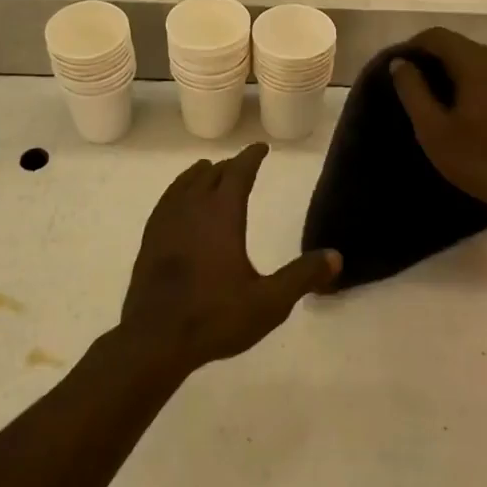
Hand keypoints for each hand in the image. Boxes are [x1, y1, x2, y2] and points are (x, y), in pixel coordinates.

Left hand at [119, 143, 339, 377]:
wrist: (155, 338)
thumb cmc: (215, 317)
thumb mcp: (269, 303)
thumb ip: (302, 277)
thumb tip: (335, 256)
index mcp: (221, 213)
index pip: (238, 172)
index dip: (251, 157)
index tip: (261, 148)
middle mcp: (192, 208)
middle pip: (211, 174)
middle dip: (228, 166)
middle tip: (241, 165)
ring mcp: (166, 221)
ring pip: (184, 184)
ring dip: (200, 175)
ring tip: (208, 172)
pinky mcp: (150, 238)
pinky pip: (166, 201)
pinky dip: (178, 191)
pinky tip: (178, 204)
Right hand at [389, 28, 486, 227]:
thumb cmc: (481, 162)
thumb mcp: (434, 130)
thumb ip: (413, 90)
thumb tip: (400, 62)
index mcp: (480, 63)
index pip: (438, 36)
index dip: (413, 47)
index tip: (398, 69)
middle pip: (461, 47)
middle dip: (435, 62)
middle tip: (415, 90)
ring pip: (481, 63)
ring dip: (458, 75)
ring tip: (442, 104)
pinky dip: (480, 85)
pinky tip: (472, 113)